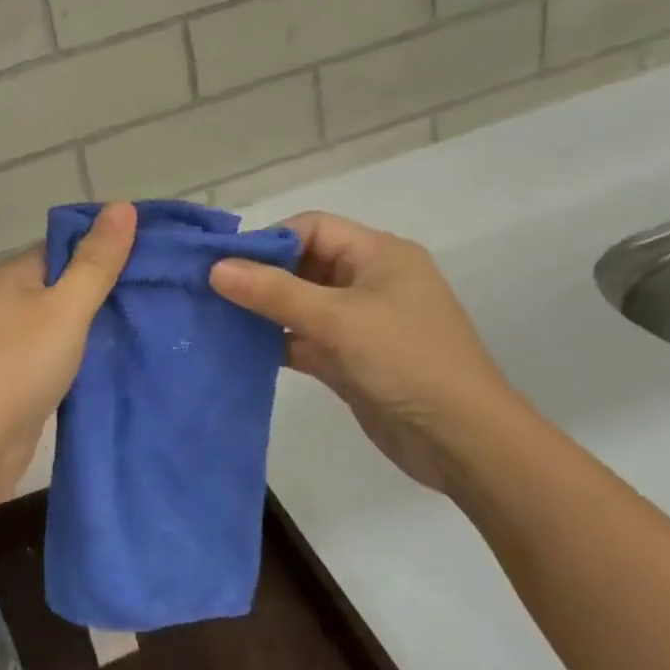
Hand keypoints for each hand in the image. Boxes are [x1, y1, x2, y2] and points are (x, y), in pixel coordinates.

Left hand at [0, 202, 136, 498]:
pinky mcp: (10, 379)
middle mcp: (0, 302)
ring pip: (57, 324)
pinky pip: (51, 356)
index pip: (62, 248)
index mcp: (8, 274)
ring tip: (143, 329)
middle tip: (156, 298)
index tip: (150, 262)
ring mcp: (2, 343)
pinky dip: (78, 357)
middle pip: (60, 285)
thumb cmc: (18, 364)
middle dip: (103, 292)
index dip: (104, 251)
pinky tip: (111, 363)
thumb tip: (122, 205)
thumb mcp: (66, 307)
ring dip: (92, 328)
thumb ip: (96, 261)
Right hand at [209, 212, 517, 491]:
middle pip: (304, 265)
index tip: (223, 264)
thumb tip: (216, 268)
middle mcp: (369, 282)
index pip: (313, 229)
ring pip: (301, 306)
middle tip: (209, 291)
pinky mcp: (351, 360)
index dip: (269, 241)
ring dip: (263, 312)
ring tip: (215, 318)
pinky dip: (276, 342)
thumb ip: (274, 292)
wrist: (460, 440)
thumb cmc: (405, 361)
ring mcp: (360, 324)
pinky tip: (239, 350)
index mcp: (379, 255)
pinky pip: (304, 340)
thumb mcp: (337, 319)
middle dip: (260, 277)